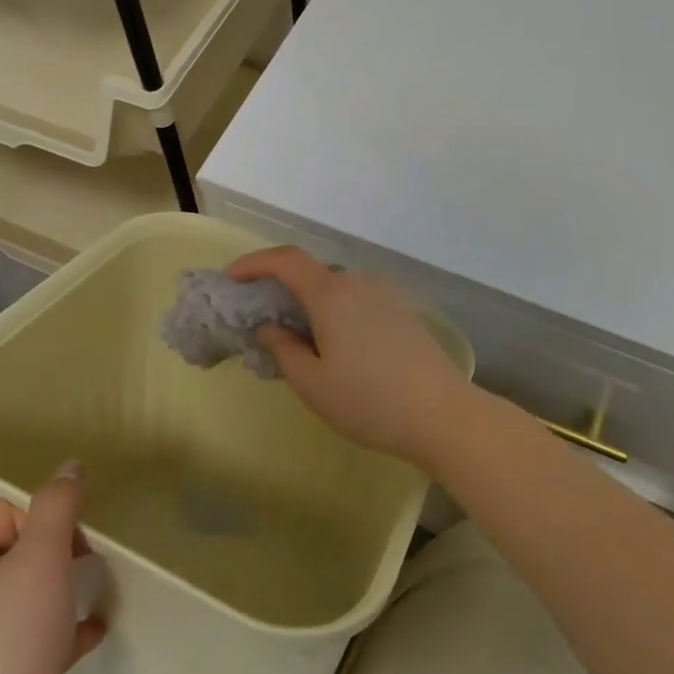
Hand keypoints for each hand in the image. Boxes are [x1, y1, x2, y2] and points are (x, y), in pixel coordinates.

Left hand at [0, 464, 105, 673]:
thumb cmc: (9, 643)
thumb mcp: (40, 558)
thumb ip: (58, 505)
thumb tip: (71, 465)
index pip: (3, 513)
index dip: (43, 518)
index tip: (73, 540)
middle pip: (18, 551)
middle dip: (59, 552)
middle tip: (87, 563)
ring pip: (31, 595)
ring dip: (66, 589)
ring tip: (94, 589)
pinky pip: (41, 637)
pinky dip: (68, 629)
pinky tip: (96, 628)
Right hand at [226, 246, 471, 468]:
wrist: (442, 414)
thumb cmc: (369, 400)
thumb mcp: (313, 383)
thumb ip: (283, 350)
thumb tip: (269, 327)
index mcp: (331, 293)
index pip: (285, 260)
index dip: (254, 262)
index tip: (230, 278)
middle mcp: (357, 283)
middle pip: (311, 273)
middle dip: (280, 288)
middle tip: (261, 319)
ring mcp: (384, 295)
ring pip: (335, 289)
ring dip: (309, 303)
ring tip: (297, 339)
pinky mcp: (402, 312)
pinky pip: (356, 301)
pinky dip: (334, 312)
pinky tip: (335, 346)